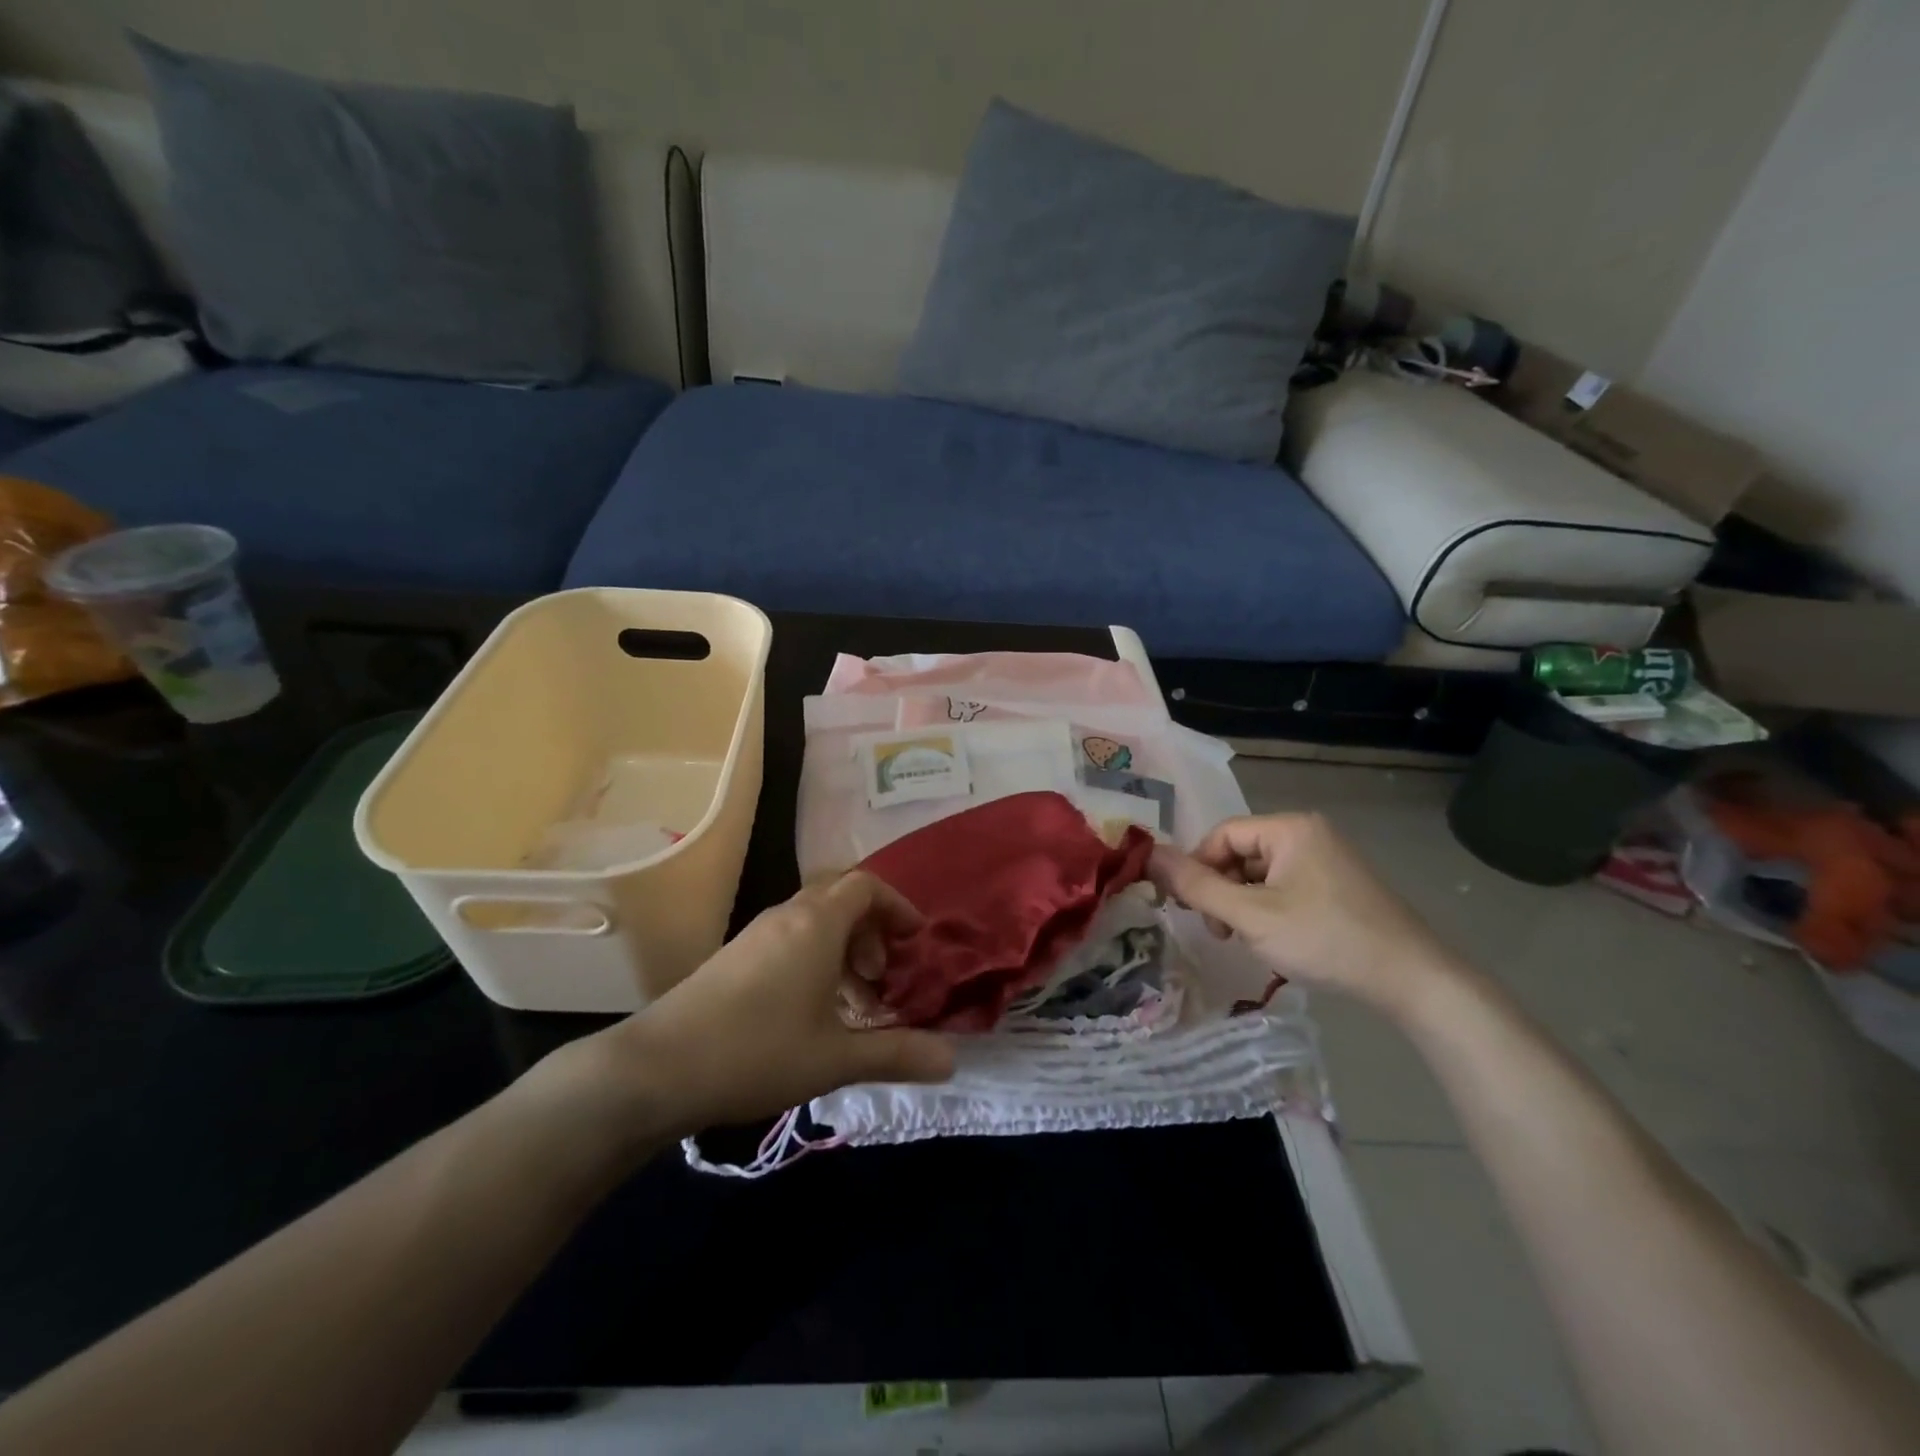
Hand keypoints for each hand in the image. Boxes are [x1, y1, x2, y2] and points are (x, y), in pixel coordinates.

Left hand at [572, 872, 955, 1139]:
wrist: (658, 1068)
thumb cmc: (758, 1052)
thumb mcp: (836, 1058)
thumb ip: (898, 1054)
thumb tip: (953, 1061)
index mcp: (817, 923)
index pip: (866, 886)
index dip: (897, 906)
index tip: (915, 941)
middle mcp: (788, 916)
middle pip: (840, 897)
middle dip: (871, 929)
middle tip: (884, 974)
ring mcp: (756, 934)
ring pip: (814, 920)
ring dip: (843, 947)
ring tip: (853, 1000)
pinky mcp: (735, 955)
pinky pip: (790, 937)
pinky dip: (815, 957)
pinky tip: (811, 1010)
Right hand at [1150, 813, 1457, 1014]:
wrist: (1412, 979)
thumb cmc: (1325, 939)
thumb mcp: (1251, 915)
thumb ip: (1197, 886)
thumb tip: (1148, 855)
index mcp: (1289, 828)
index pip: (1221, 835)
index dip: (1197, 868)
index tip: (1190, 908)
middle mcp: (1308, 833)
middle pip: (1240, 853)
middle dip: (1222, 890)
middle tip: (1220, 932)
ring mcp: (1327, 859)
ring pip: (1260, 874)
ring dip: (1242, 904)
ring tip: (1246, 940)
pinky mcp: (1338, 885)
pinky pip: (1285, 887)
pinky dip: (1268, 910)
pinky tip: (1274, 940)